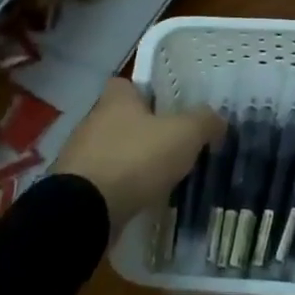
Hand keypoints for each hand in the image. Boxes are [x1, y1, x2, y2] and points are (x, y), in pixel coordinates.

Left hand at [53, 79, 222, 234]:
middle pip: (121, 118)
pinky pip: (104, 181)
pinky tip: (139, 199)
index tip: (169, 108)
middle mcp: (93, 120)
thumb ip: (204, 121)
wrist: (86, 210)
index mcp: (116, 99)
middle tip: (173, 145)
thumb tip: (219, 119)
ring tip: (160, 177)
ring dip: (131, 161)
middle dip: (144, 130)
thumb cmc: (136, 158)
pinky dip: (120, 187)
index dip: (148, 93)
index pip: (128, 84)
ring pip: (112, 150)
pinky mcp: (74, 188)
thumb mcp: (184, 134)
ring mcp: (80, 155)